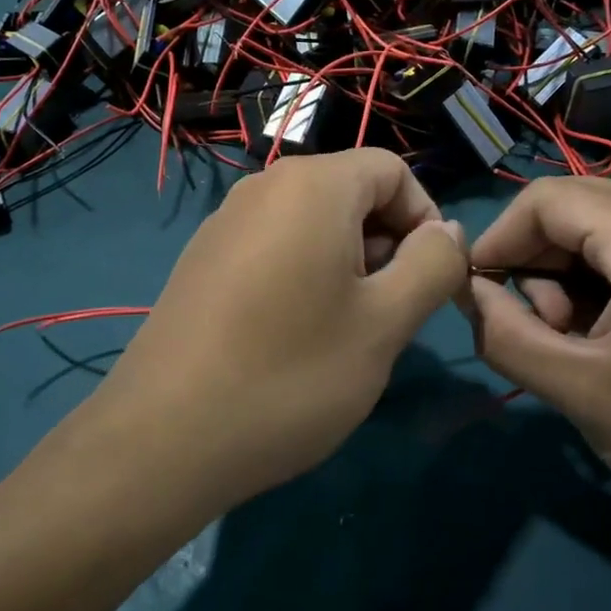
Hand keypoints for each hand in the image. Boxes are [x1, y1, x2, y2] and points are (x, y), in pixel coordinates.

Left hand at [93, 149, 467, 509]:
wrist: (163, 439)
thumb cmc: (291, 375)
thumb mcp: (385, 323)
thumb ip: (433, 265)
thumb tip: (447, 231)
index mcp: (312, 185)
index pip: (393, 171)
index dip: (425, 219)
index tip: (429, 283)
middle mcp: (264, 187)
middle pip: (351, 193)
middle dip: (385, 245)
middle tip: (387, 317)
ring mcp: (225, 223)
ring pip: (313, 224)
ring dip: (347, 266)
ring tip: (343, 333)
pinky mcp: (203, 260)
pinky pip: (274, 247)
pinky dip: (303, 276)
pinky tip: (293, 338)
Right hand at [466, 178, 610, 543]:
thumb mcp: (584, 394)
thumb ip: (507, 336)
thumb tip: (470, 291)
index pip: (546, 200)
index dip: (498, 241)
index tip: (477, 296)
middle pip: (574, 208)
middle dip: (535, 263)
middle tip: (539, 331)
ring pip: (600, 228)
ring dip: (568, 277)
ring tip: (579, 344)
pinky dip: (603, 282)